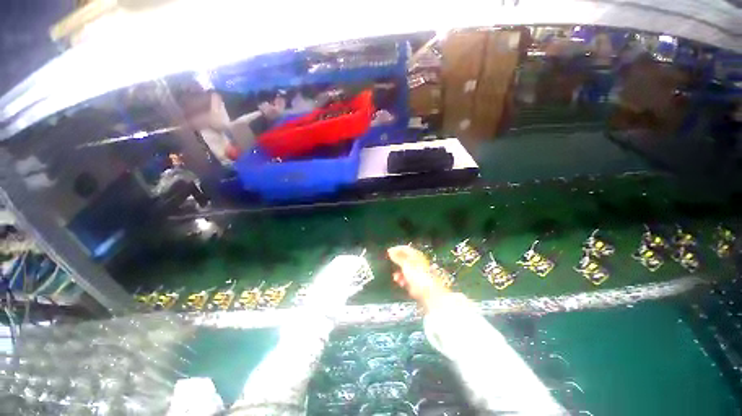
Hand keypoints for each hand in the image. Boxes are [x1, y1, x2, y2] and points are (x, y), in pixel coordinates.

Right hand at [387, 245, 448, 311]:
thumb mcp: (406, 264)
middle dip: (397, 262)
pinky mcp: (420, 285)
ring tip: (395, 277)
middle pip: (406, 260)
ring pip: (407, 271)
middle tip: (390, 264)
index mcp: (418, 256)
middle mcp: (420, 263)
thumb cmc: (419, 277)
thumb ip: (398, 257)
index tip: (388, 252)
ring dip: (400, 273)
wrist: (432, 295)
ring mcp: (420, 274)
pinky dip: (404, 280)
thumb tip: (391, 251)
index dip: (397, 249)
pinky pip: (409, 280)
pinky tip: (401, 284)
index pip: (406, 249)